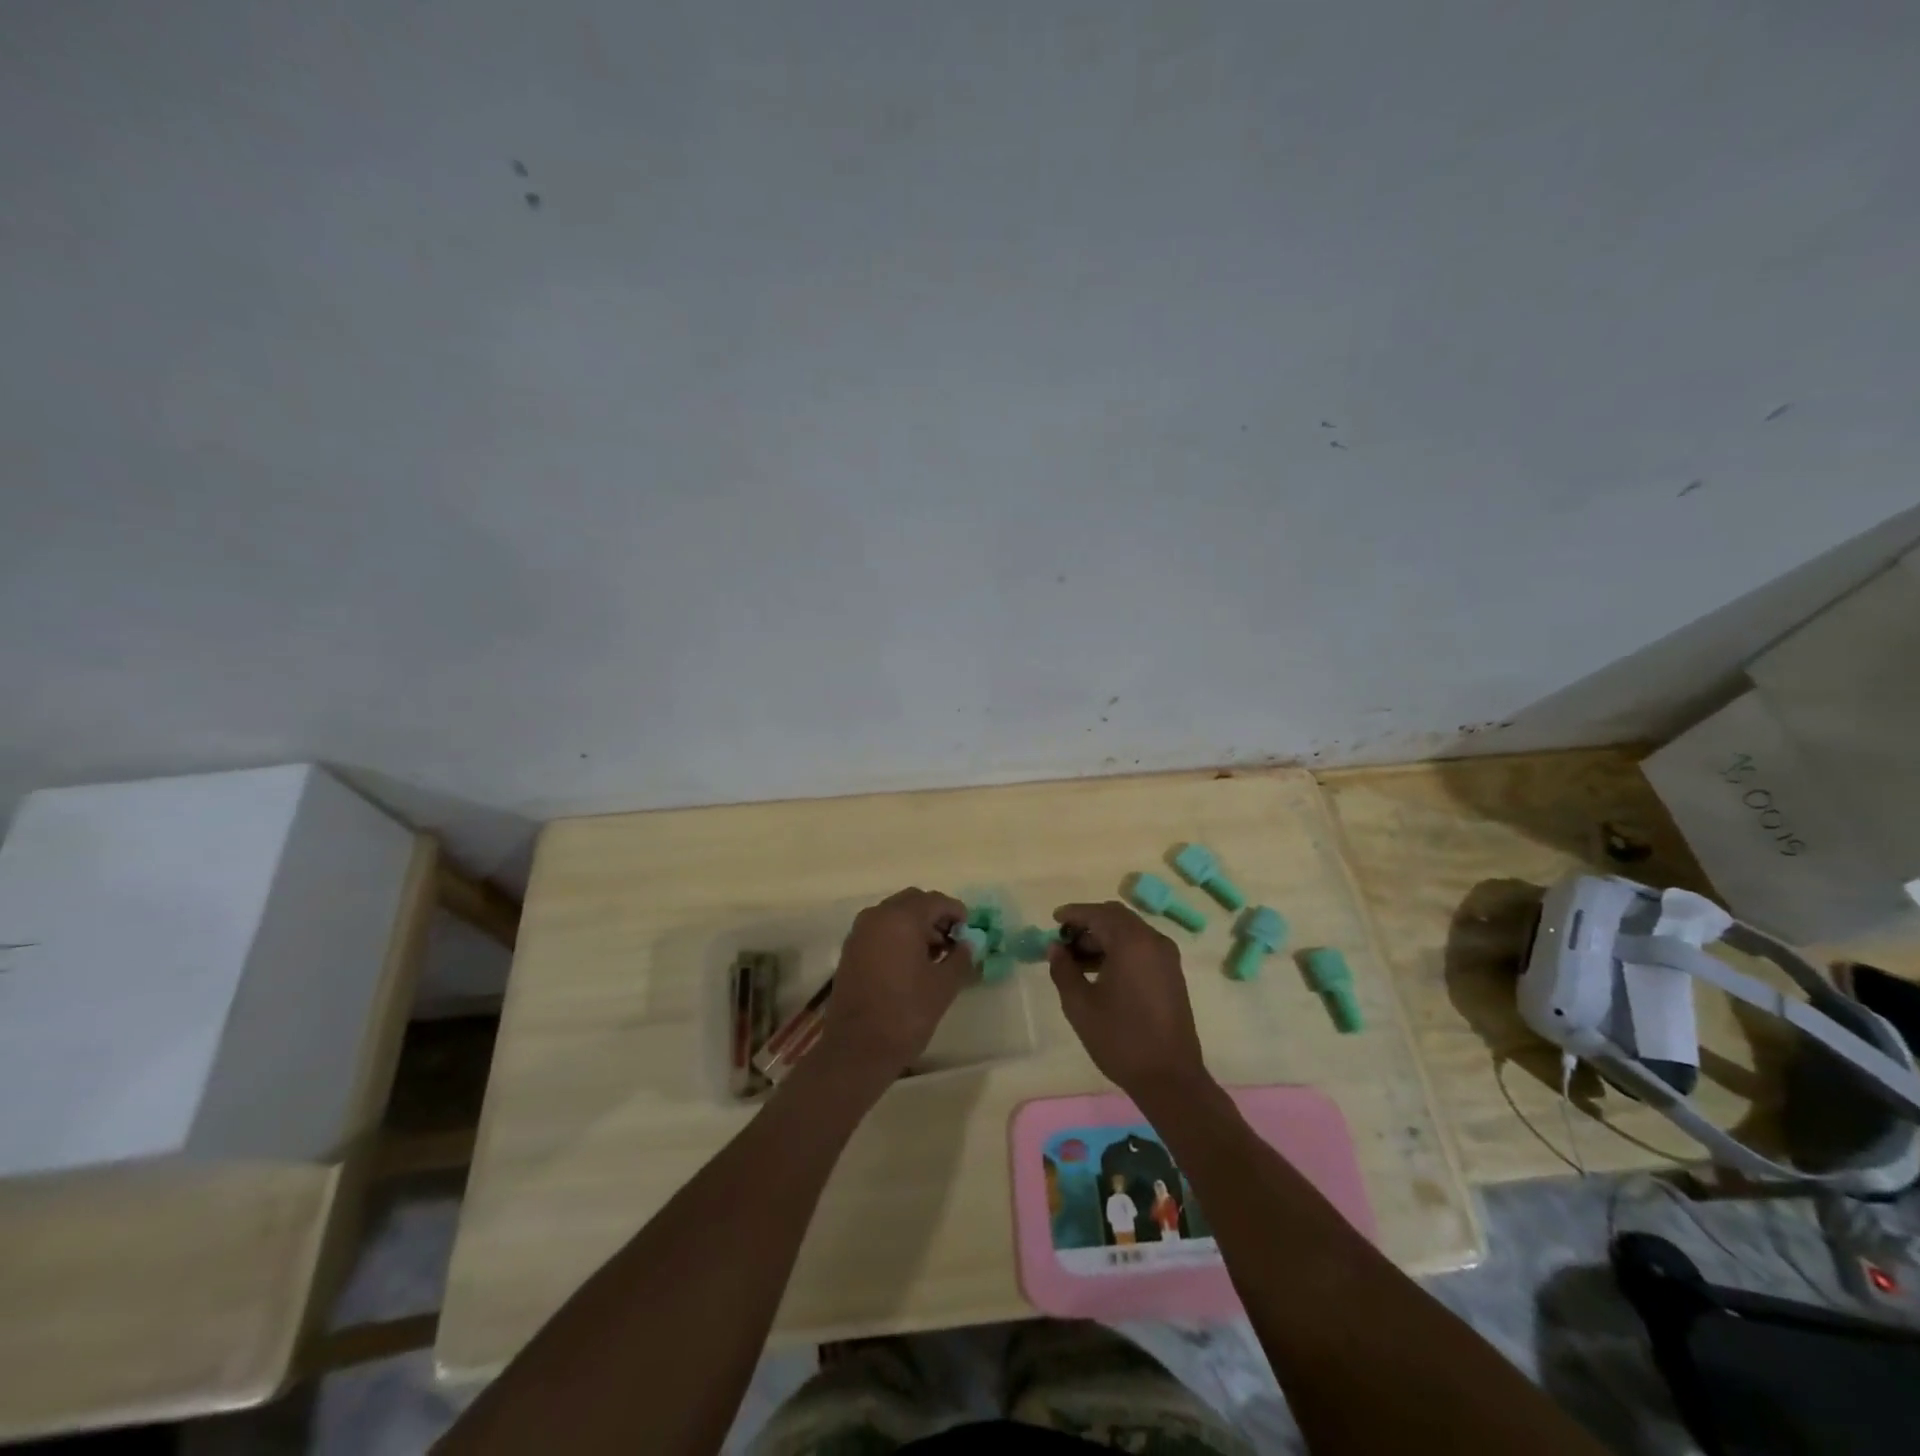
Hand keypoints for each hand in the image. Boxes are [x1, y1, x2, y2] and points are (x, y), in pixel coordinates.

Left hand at [817, 888, 970, 1089]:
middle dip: (935, 916)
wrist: (857, 1048)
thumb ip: (961, 958)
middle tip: (953, 941)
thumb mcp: (943, 986)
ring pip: (895, 915)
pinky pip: (880, 930)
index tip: (970, 932)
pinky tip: (911, 964)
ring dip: (917, 926)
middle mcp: (877, 916)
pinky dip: (898, 936)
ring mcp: (860, 932)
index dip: (957, 913)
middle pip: (913, 902)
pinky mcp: (851, 950)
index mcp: (901, 918)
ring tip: (935, 956)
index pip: (936, 901)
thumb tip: (967, 945)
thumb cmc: (905, 1014)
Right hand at [1048, 901, 1210, 1104]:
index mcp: (1131, 943)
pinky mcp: (1172, 973)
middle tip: (1064, 942)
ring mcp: (1166, 957)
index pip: (1097, 914)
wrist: (1170, 1078)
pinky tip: (1101, 971)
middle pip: (1116, 917)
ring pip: (1130, 931)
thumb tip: (1055, 948)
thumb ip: (1063, 970)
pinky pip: (1142, 947)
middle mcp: (1153, 941)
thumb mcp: (1080, 1005)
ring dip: (1103, 937)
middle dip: (1088, 924)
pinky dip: (1120, 949)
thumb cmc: (1120, 1039)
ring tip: (1077, 961)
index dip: (1073, 913)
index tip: (1053, 920)